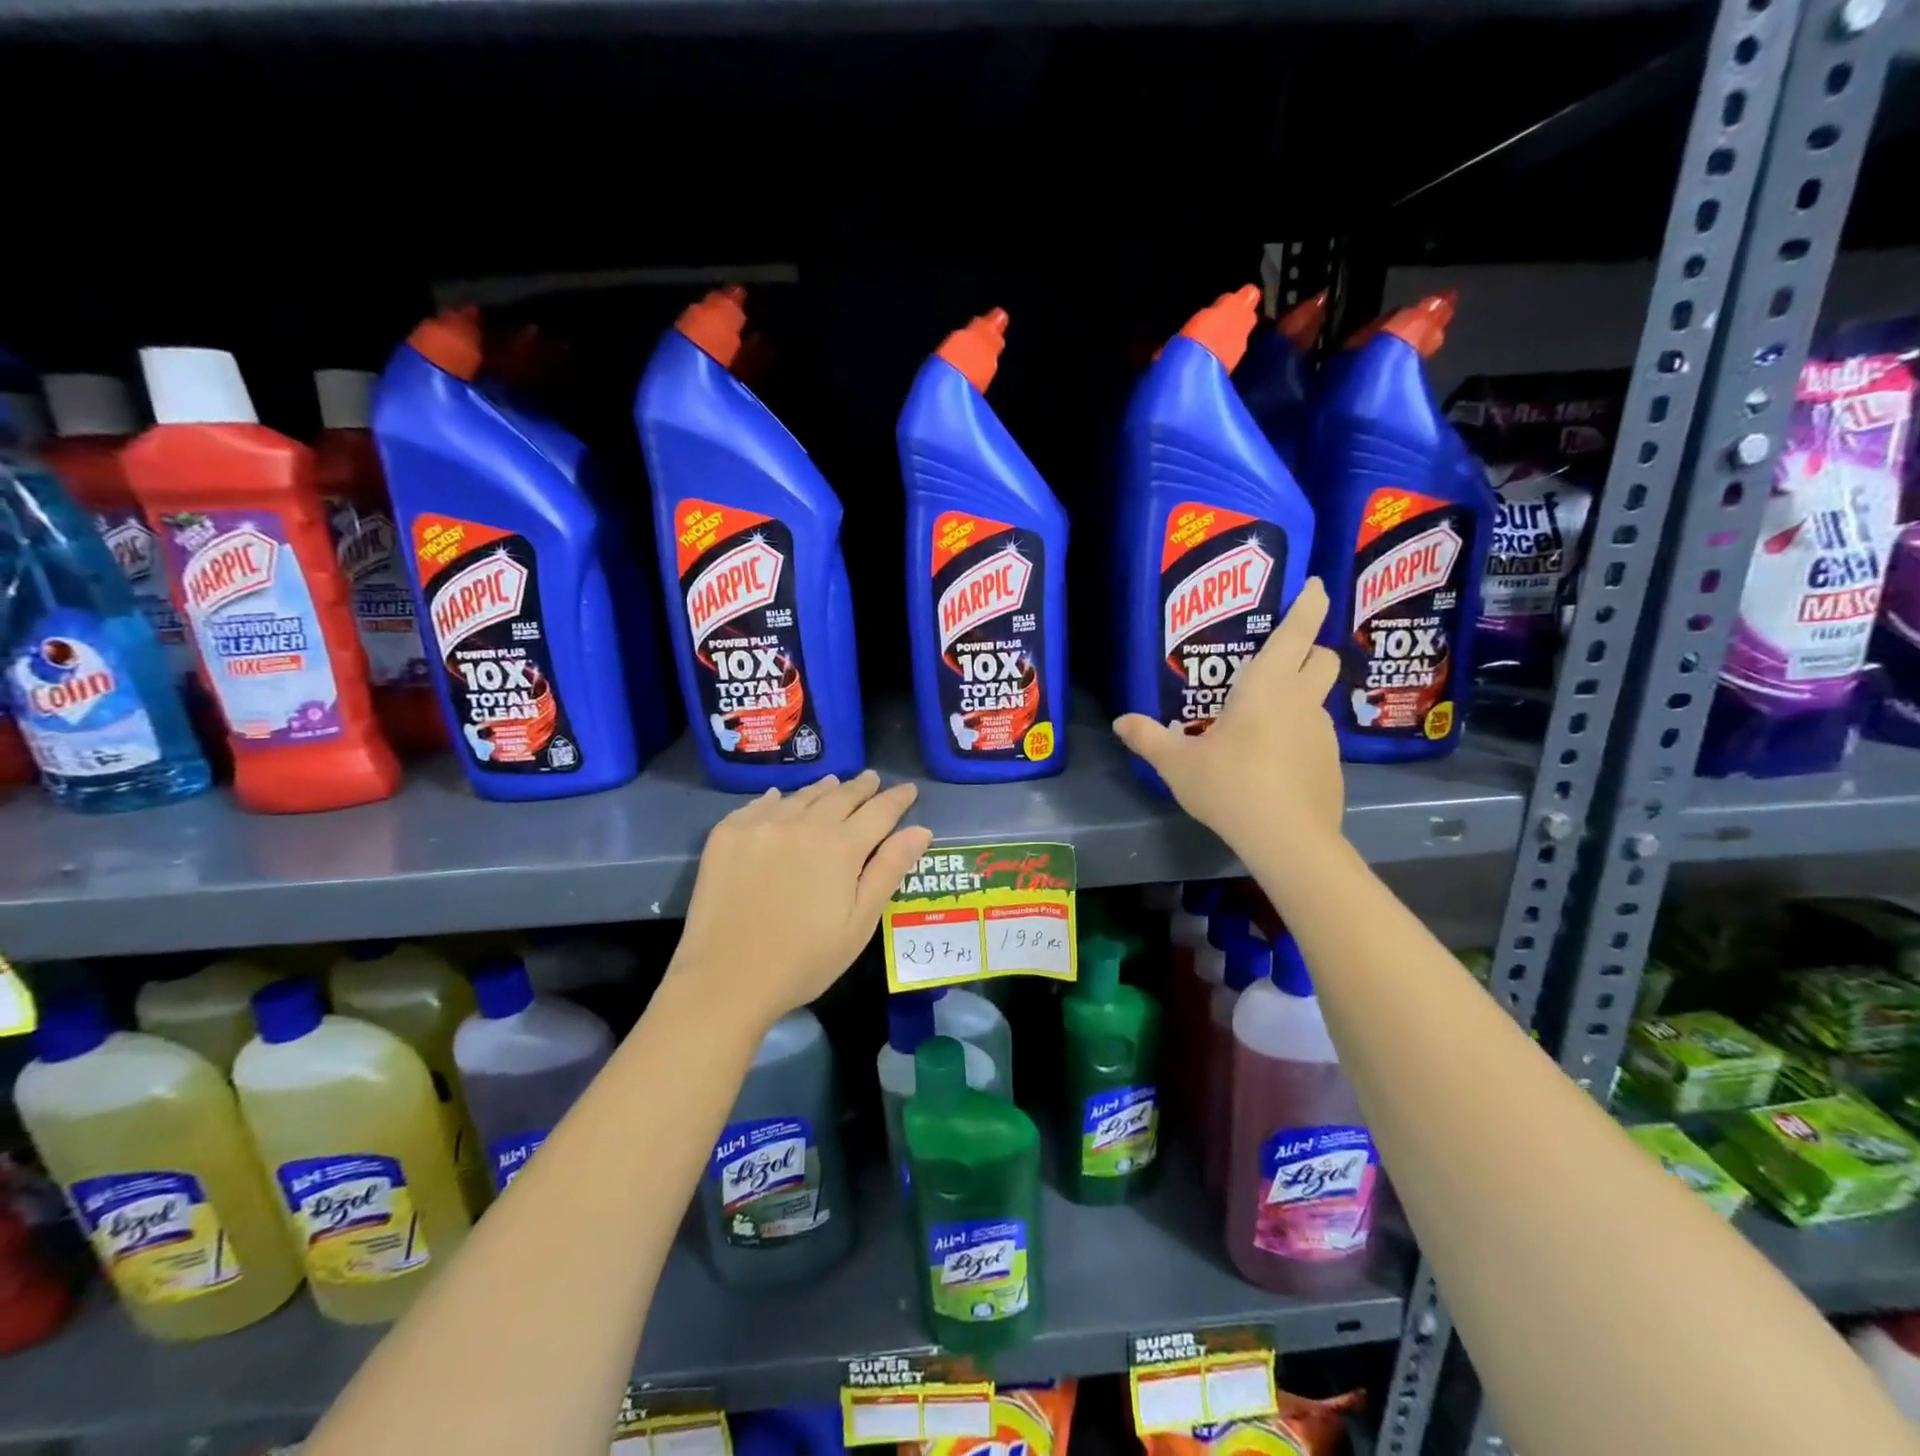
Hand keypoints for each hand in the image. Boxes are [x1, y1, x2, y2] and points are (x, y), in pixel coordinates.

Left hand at [673, 771, 932, 1028]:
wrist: (725, 979)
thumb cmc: (804, 960)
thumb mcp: (859, 923)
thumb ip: (889, 871)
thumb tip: (920, 830)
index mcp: (842, 846)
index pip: (879, 811)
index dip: (897, 798)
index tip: (909, 789)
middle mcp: (803, 824)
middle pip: (840, 795)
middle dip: (861, 787)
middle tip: (872, 779)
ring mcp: (762, 825)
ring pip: (801, 796)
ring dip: (823, 789)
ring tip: (833, 783)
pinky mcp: (728, 834)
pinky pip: (760, 805)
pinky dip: (778, 799)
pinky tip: (781, 799)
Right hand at [1114, 578, 1345, 851]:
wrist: (1288, 840)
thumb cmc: (1231, 786)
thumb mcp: (1177, 764)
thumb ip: (1148, 738)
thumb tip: (1120, 721)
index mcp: (1267, 686)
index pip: (1298, 630)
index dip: (1309, 603)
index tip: (1313, 585)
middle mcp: (1302, 701)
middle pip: (1323, 657)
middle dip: (1309, 648)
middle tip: (1279, 657)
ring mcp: (1322, 733)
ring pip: (1318, 698)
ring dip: (1299, 695)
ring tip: (1263, 719)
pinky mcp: (1330, 763)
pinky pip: (1315, 734)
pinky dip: (1298, 734)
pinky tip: (1272, 761)